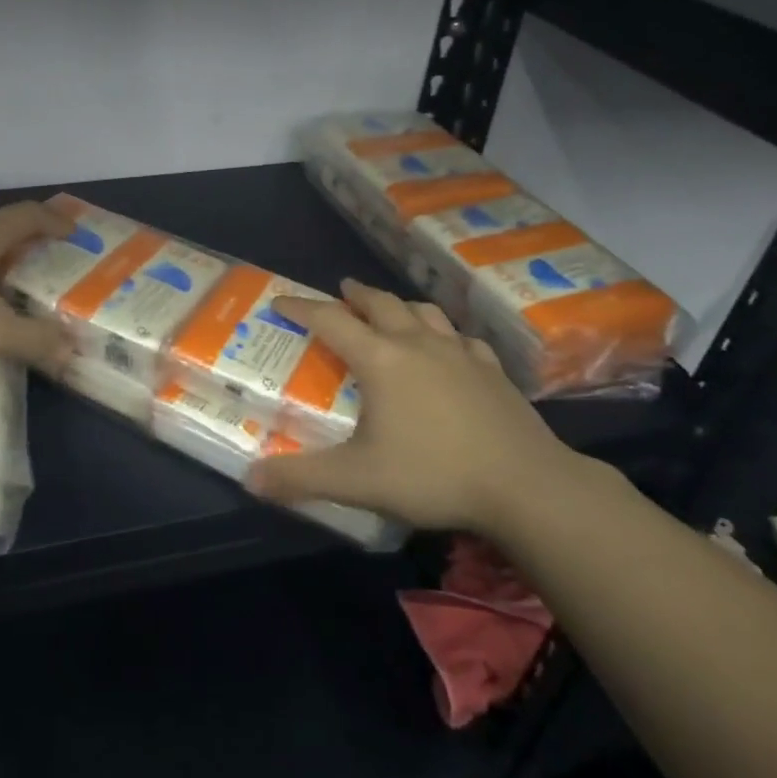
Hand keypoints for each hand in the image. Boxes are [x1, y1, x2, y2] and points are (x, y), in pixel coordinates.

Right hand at [244, 279, 576, 531]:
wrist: (526, 485)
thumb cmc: (434, 475)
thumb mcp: (357, 481)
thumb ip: (300, 477)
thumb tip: (249, 479)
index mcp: (381, 360)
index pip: (330, 320)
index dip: (301, 308)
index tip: (280, 302)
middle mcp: (418, 344)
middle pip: (380, 304)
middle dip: (355, 295)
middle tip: (341, 291)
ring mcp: (460, 354)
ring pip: (424, 313)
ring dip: (399, 306)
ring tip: (390, 311)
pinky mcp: (493, 371)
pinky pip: (461, 338)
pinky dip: (444, 334)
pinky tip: (449, 347)